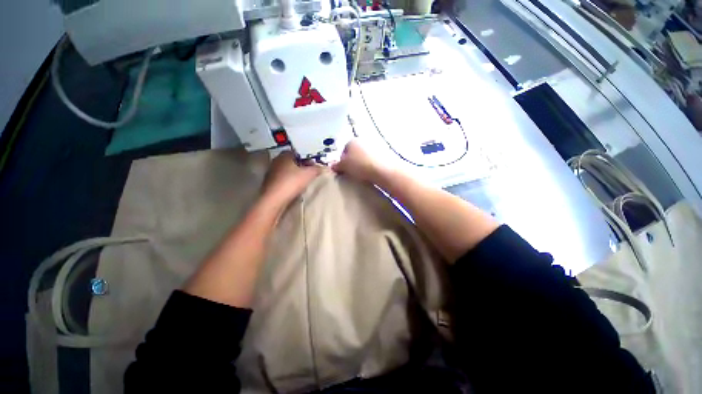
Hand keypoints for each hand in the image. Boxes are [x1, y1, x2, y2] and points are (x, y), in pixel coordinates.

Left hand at [261, 151, 322, 207]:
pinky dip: (289, 182)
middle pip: (292, 162)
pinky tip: (294, 188)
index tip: (313, 166)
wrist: (274, 199)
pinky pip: (282, 179)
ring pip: (287, 171)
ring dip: (294, 175)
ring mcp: (271, 172)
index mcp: (285, 155)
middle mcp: (276, 161)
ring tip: (303, 182)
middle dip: (301, 166)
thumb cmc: (292, 182)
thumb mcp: (309, 174)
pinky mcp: (269, 183)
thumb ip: (317, 169)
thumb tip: (323, 167)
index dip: (307, 158)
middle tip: (310, 173)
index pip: (297, 152)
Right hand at [332, 139, 392, 183]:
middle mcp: (364, 139)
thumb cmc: (360, 166)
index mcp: (352, 140)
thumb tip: (332, 166)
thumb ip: (337, 165)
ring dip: (364, 163)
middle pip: (356, 152)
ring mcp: (376, 144)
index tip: (345, 171)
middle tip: (354, 173)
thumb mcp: (344, 166)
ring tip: (364, 174)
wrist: (384, 170)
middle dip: (354, 161)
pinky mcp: (386, 152)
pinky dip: (373, 164)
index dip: (343, 161)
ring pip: (366, 155)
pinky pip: (375, 159)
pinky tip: (373, 172)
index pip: (344, 150)